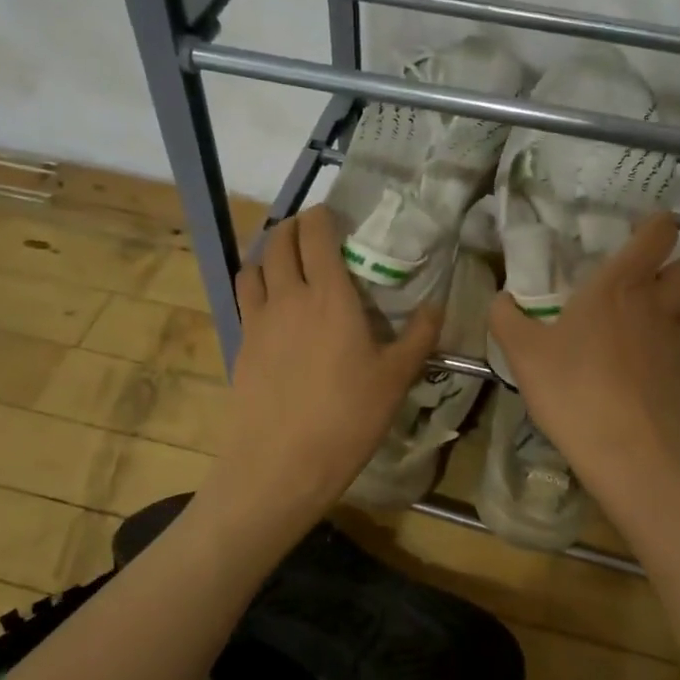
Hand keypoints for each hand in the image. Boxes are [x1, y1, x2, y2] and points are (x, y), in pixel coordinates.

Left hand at [207, 205, 441, 526]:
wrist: (281, 464)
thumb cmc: (347, 419)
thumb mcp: (395, 379)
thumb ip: (419, 336)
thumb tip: (438, 306)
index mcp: (329, 296)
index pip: (317, 234)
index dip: (323, 215)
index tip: (335, 215)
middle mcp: (288, 296)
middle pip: (280, 240)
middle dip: (295, 226)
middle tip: (314, 234)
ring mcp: (258, 320)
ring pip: (254, 265)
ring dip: (270, 252)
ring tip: (288, 263)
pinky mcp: (241, 344)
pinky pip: (244, 298)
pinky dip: (255, 284)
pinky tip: (273, 306)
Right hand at [488, 212, 679, 498]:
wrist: (626, 450)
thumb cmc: (573, 389)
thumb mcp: (522, 353)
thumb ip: (506, 318)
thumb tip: (501, 299)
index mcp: (620, 285)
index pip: (660, 233)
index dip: (656, 226)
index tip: (635, 235)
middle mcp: (657, 304)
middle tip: (650, 283)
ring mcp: (677, 341)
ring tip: (658, 318)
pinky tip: (650, 362)